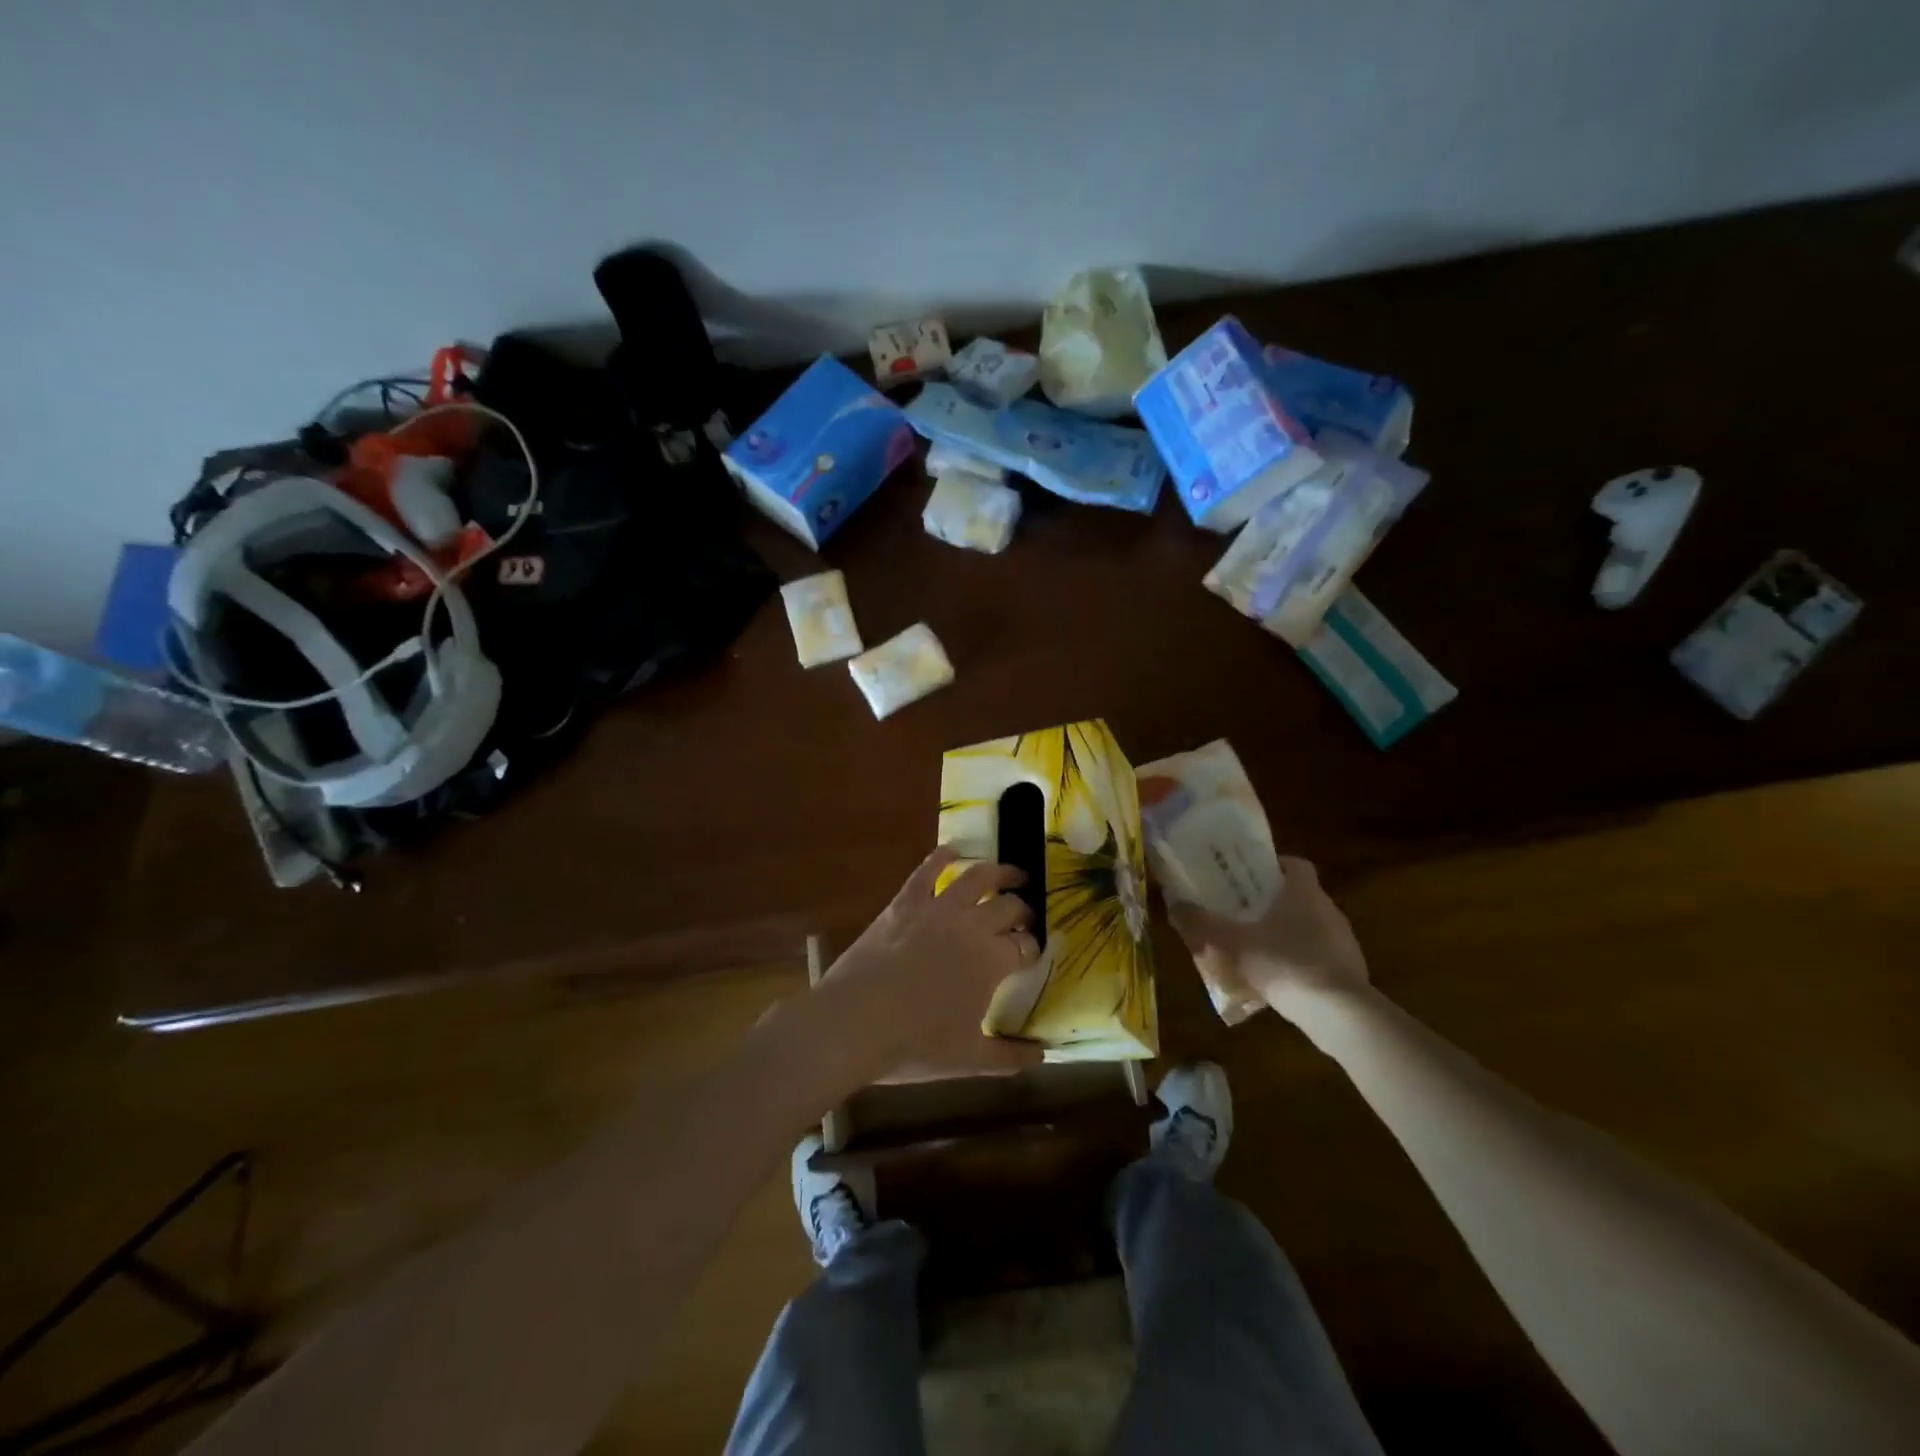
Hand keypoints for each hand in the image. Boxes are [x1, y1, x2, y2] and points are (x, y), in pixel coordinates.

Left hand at [818, 847, 1041, 1083]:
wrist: (855, 1022)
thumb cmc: (915, 1045)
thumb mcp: (969, 1059)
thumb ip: (1009, 1057)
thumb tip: (1043, 1057)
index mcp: (992, 961)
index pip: (1025, 946)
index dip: (1032, 948)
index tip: (1031, 953)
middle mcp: (972, 925)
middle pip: (1008, 907)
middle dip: (1022, 910)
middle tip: (1025, 915)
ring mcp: (937, 909)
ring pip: (977, 878)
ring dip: (999, 872)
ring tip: (1012, 873)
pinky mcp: (905, 902)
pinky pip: (927, 871)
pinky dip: (942, 857)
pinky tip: (952, 851)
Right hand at [1167, 857, 1369, 1017]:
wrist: (1340, 1014)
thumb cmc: (1284, 964)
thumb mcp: (1232, 943)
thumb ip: (1201, 923)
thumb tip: (1175, 904)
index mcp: (1304, 892)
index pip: (1295, 864)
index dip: (1273, 865)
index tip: (1249, 876)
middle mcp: (1328, 910)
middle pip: (1300, 895)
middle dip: (1272, 902)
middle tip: (1242, 912)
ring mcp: (1344, 942)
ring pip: (1310, 927)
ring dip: (1286, 933)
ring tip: (1256, 948)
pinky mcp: (1350, 972)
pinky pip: (1320, 957)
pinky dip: (1300, 962)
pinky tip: (1278, 980)